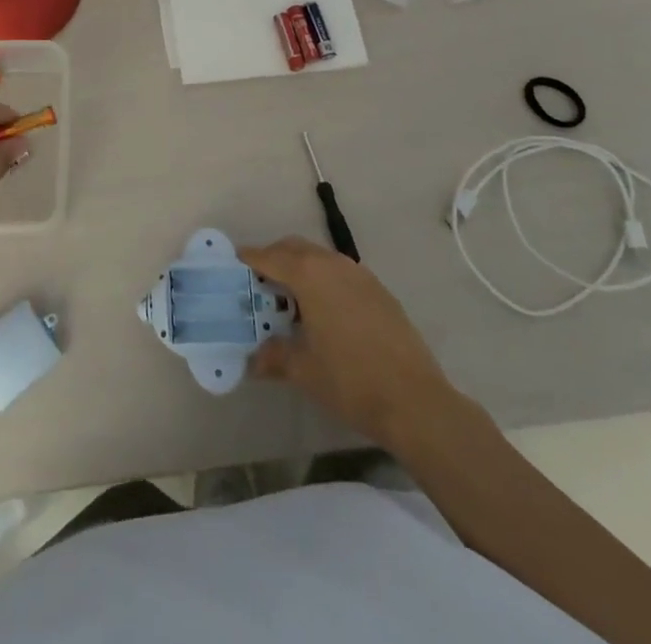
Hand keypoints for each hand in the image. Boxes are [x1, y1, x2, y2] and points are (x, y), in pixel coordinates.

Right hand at [241, 237, 462, 449]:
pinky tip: (326, 314)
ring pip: (321, 258)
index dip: (248, 259)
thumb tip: (253, 359)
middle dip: (275, 258)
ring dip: (302, 269)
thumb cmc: (350, 380)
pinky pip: (342, 273)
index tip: (234, 264)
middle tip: (260, 284)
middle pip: (295, 248)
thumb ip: (274, 356)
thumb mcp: (303, 370)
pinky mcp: (380, 291)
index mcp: (309, 275)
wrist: (416, 402)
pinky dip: (326, 281)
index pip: (269, 256)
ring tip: (292, 300)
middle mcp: (333, 264)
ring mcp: (361, 276)